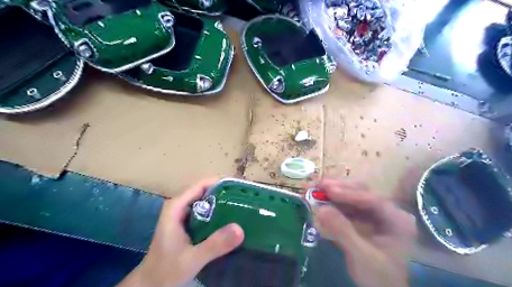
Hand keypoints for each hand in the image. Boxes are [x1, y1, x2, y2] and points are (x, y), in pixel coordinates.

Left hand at [121, 179, 246, 285]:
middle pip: (205, 191)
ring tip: (242, 206)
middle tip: (245, 199)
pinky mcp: (188, 224)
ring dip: (223, 202)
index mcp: (176, 206)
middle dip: (225, 193)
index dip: (221, 183)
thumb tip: (240, 229)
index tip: (240, 188)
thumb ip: (214, 245)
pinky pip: (206, 212)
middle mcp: (180, 206)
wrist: (151, 286)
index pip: (201, 185)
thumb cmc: (166, 271)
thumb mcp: (192, 259)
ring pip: (206, 201)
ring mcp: (183, 215)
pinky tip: (231, 220)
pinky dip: (218, 213)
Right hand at [315, 178, 417, 286]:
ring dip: (334, 193)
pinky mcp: (365, 218)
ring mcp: (376, 213)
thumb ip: (342, 231)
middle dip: (339, 188)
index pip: (372, 199)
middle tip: (318, 186)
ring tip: (316, 190)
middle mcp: (388, 211)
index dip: (348, 193)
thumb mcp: (361, 256)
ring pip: (353, 196)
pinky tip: (322, 202)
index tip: (326, 189)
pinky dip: (334, 203)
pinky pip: (348, 205)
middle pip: (363, 192)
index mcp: (397, 220)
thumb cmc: (378, 277)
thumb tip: (320, 209)